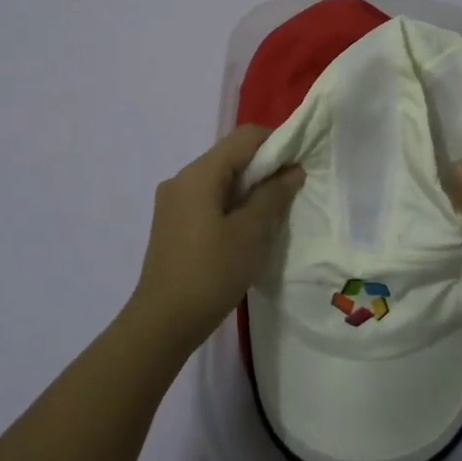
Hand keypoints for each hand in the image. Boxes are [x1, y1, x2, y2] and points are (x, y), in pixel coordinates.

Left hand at [129, 125, 305, 354]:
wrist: (162, 323)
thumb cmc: (210, 273)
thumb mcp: (251, 233)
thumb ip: (273, 195)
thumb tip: (292, 170)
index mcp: (199, 174)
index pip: (245, 137)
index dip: (277, 143)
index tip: (299, 166)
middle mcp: (181, 179)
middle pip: (231, 157)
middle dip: (264, 169)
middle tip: (291, 193)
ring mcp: (173, 202)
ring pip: (220, 180)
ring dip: (249, 190)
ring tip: (272, 215)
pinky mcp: (172, 224)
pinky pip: (208, 200)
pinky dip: (232, 205)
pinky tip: (246, 231)